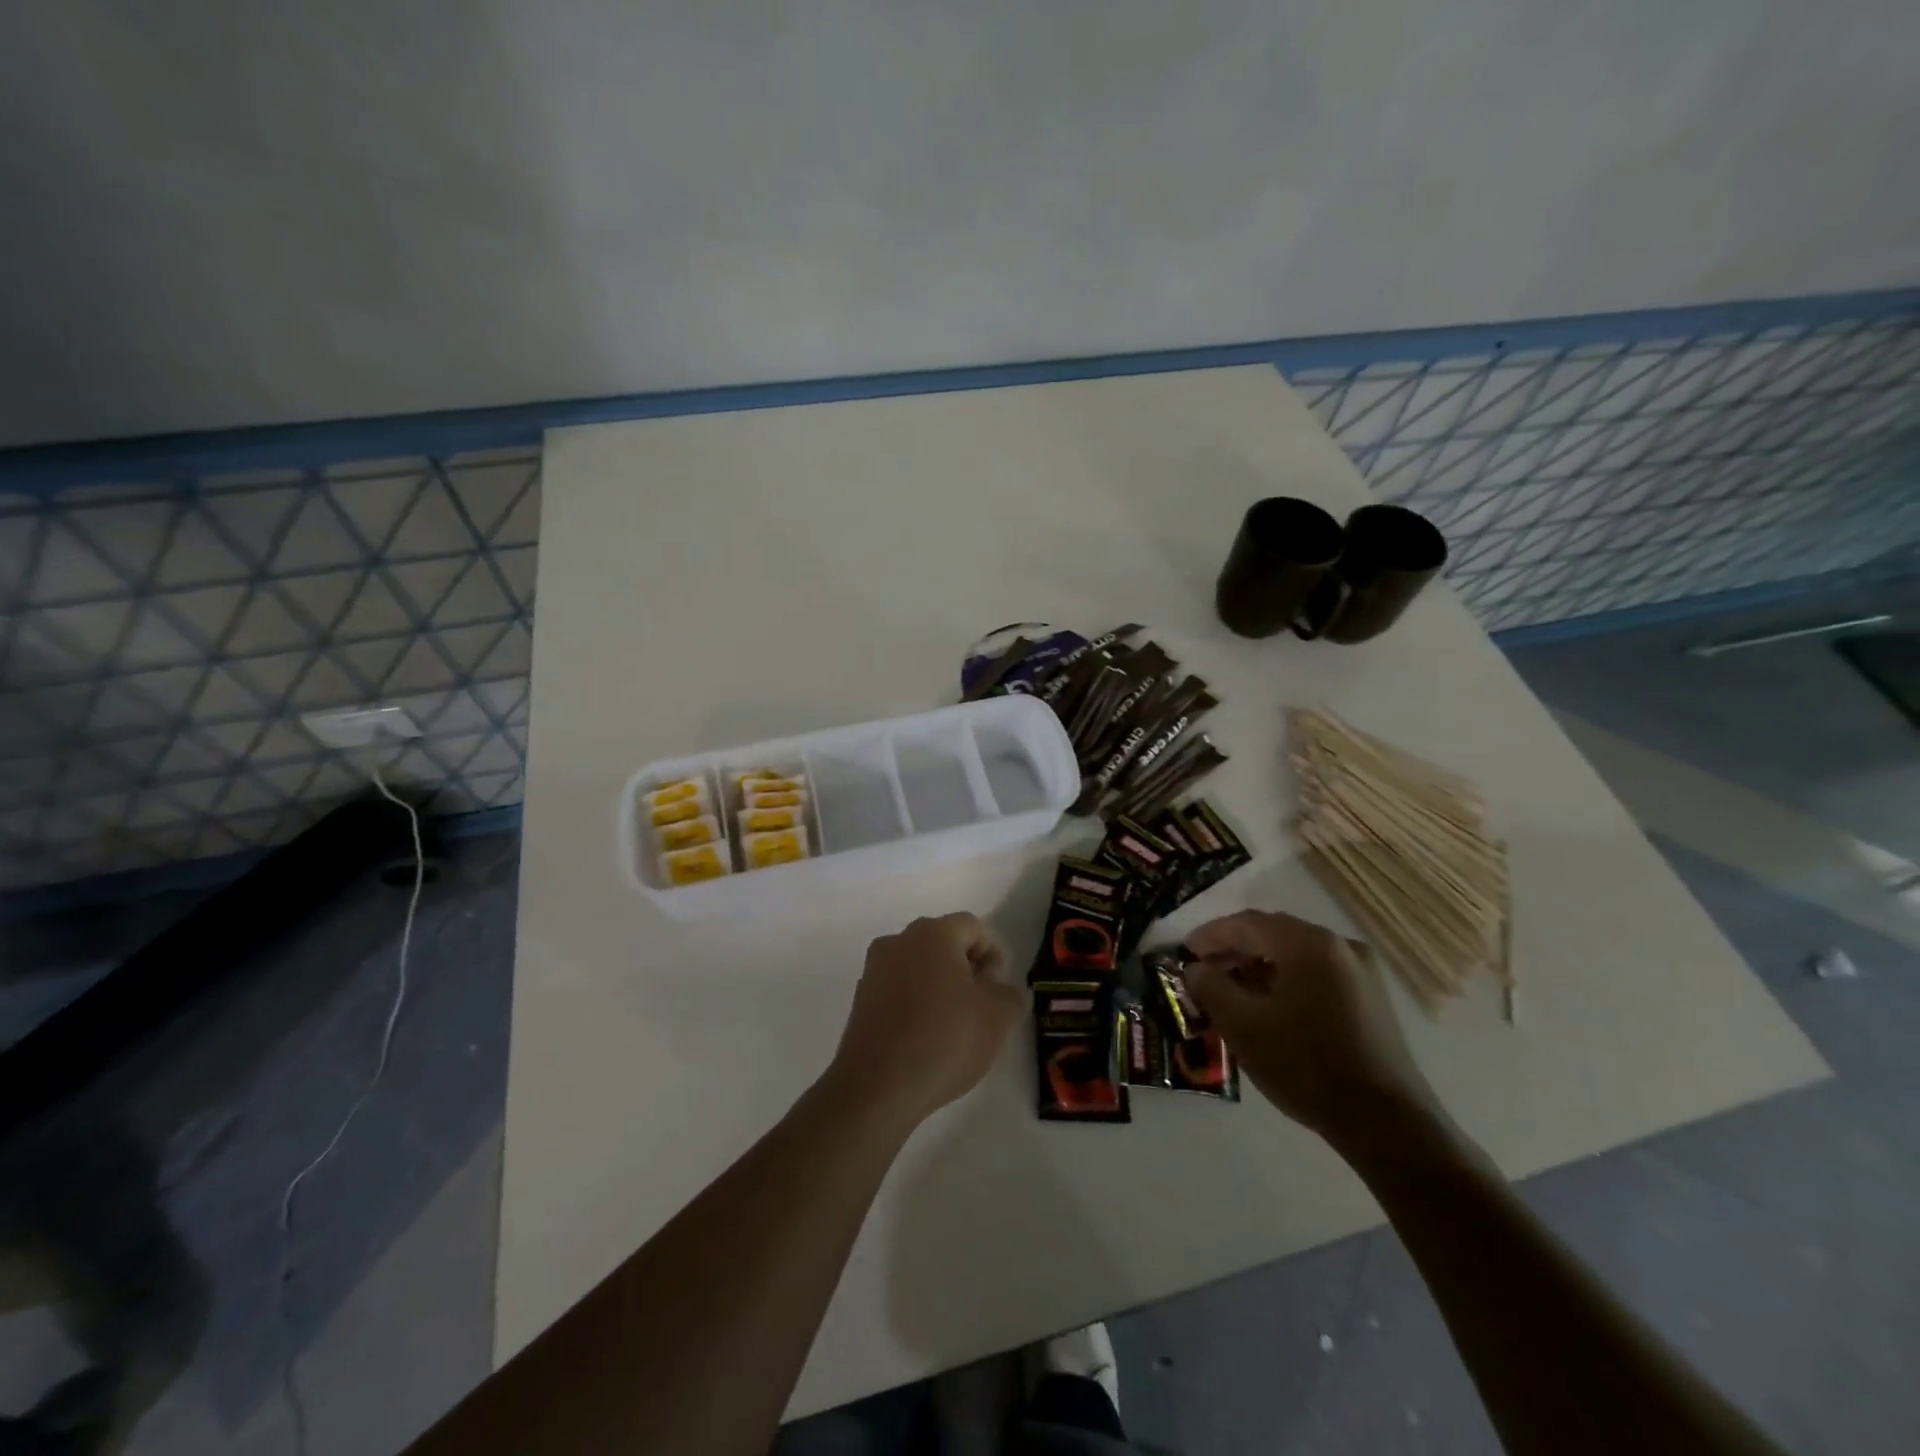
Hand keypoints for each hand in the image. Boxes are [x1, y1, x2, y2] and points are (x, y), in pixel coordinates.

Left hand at [824, 913, 1025, 1127]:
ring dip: (939, 988)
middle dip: (966, 971)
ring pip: (919, 967)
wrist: (877, 1086)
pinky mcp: (860, 999)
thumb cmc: (944, 1040)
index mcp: (933, 933)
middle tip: (979, 1010)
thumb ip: (1010, 993)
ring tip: (952, 1029)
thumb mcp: (998, 1017)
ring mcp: (874, 969)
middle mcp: (899, 941)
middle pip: (944, 943)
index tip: (996, 993)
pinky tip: (924, 1040)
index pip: (973, 928)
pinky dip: (915, 1005)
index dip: (992, 957)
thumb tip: (999, 988)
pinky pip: (898, 990)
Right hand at [1185, 909, 1440, 1149]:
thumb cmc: (1306, 1065)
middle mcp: (1339, 945)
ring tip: (1231, 993)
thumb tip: (1195, 969)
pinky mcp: (1371, 999)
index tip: (1184, 953)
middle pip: (1273, 934)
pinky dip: (1285, 981)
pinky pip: (1316, 974)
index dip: (1210, 935)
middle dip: (1234, 950)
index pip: (1247, 923)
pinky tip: (1269, 1008)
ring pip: (1295, 955)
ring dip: (1258, 967)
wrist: (1386, 1123)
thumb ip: (1210, 987)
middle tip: (1204, 973)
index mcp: (1308, 943)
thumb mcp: (1242, 1025)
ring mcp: (1361, 972)